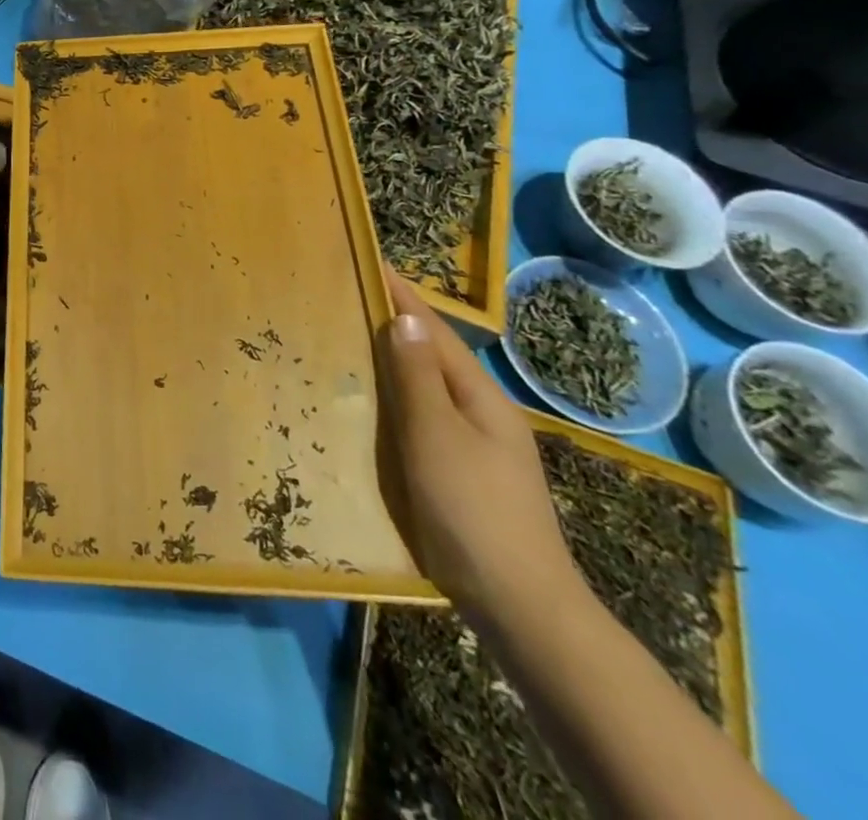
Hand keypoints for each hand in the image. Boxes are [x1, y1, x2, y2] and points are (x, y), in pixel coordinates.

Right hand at [378, 271, 583, 628]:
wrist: (519, 604)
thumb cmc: (472, 508)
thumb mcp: (437, 435)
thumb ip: (418, 377)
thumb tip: (404, 317)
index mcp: (480, 397)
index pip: (434, 332)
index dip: (402, 297)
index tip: (371, 262)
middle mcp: (482, 414)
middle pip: (433, 357)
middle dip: (395, 324)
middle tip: (348, 297)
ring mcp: (476, 447)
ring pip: (427, 389)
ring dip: (394, 361)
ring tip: (351, 340)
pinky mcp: (463, 475)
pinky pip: (423, 419)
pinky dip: (397, 399)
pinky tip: (373, 405)